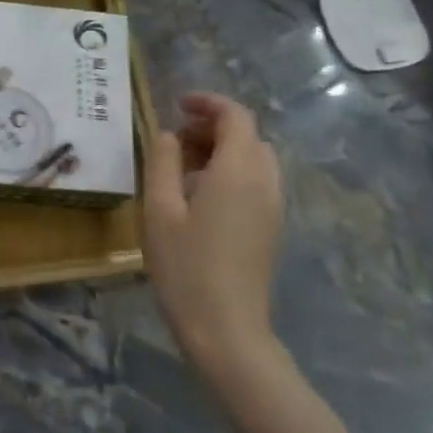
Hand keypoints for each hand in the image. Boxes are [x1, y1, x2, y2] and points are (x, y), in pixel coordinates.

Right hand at [142, 93, 285, 386]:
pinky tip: (200, 197)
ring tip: (182, 168)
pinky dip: (231, 172)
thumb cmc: (185, 266)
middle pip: (248, 136)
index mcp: (238, 171)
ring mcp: (273, 207)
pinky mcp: (271, 228)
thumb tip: (166, 133)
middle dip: (212, 127)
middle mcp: (264, 182)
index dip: (208, 103)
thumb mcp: (160, 209)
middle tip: (174, 141)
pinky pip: (256, 182)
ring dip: (222, 150)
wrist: (226, 329)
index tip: (177, 105)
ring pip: (254, 159)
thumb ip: (162, 162)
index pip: (235, 116)